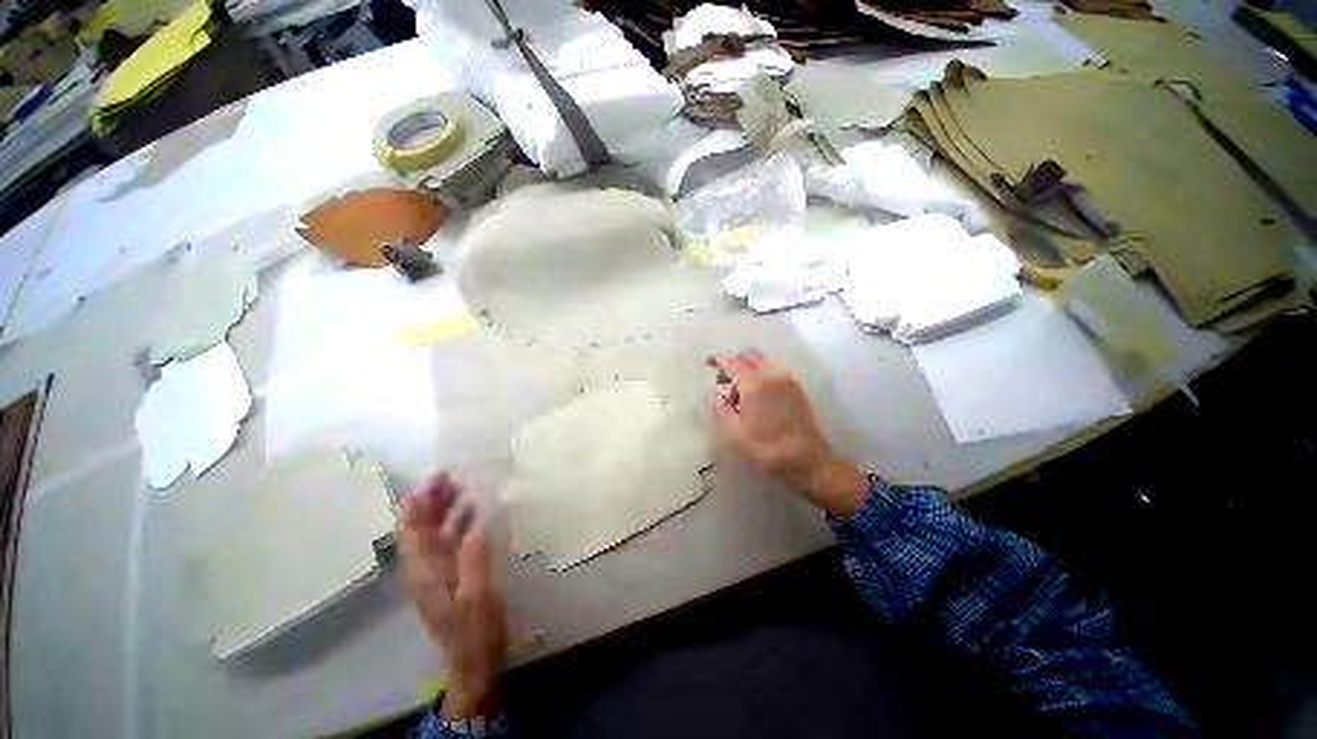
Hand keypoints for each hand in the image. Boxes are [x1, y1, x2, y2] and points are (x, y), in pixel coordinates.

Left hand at [398, 474, 507, 719]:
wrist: (474, 660)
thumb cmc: (476, 629)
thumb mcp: (478, 595)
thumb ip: (474, 559)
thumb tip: (475, 523)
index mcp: (425, 570)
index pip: (411, 528)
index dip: (419, 499)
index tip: (438, 475)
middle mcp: (422, 568)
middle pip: (418, 525)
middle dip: (431, 497)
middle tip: (454, 474)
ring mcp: (434, 572)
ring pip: (432, 531)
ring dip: (443, 507)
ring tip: (464, 484)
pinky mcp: (447, 574)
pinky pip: (446, 540)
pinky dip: (456, 521)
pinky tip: (474, 511)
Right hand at [707, 352, 867, 517]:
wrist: (807, 459)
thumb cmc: (766, 447)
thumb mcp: (735, 432)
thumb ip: (721, 409)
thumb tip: (713, 395)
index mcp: (754, 382)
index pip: (733, 363)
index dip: (719, 361)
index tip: (708, 362)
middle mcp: (772, 374)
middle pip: (750, 359)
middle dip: (734, 364)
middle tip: (721, 379)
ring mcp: (787, 380)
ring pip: (764, 364)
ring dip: (748, 369)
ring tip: (738, 390)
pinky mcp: (797, 389)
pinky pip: (775, 372)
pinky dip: (762, 375)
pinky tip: (756, 393)